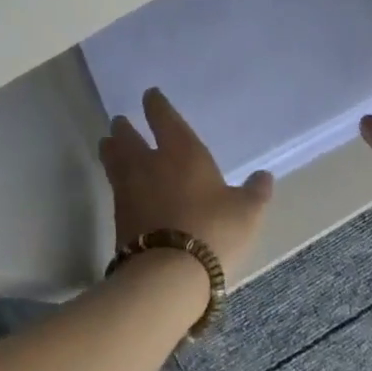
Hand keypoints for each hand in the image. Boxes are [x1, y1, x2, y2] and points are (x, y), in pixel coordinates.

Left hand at [99, 89, 274, 282]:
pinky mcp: (118, 218)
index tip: (150, 95)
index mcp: (181, 151)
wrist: (168, 275)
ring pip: (114, 160)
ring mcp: (129, 191)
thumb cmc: (213, 231)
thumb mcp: (246, 212)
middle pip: (129, 138)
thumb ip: (255, 193)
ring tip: (107, 144)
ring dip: (111, 150)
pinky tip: (119, 185)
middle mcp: (150, 163)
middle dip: (124, 128)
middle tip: (119, 122)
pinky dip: (115, 180)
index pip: (163, 118)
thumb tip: (264, 177)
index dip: (156, 104)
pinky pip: (115, 189)